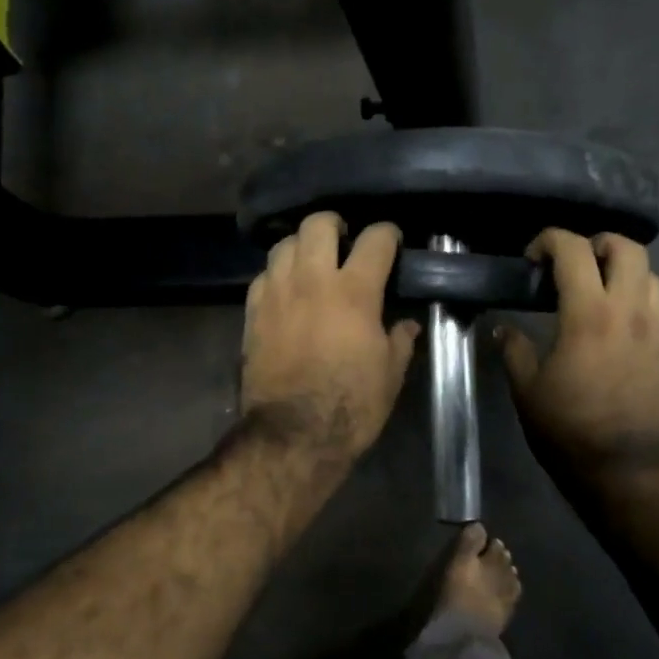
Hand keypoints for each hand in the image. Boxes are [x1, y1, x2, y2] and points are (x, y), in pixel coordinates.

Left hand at [241, 212, 420, 462]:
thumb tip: (407, 325)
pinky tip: (287, 289)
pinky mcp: (252, 312)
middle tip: (345, 239)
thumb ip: (400, 341)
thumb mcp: (390, 375)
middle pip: (318, 224)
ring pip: (284, 243)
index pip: (375, 239)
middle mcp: (312, 280)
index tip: (392, 242)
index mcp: (355, 291)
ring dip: (302, 245)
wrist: (293, 434)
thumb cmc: (351, 405)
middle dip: (335, 224)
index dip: (388, 234)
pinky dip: (278, 273)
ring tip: (312, 260)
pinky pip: (263, 275)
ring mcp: (277, 293)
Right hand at [497, 230, 658, 482]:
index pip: (574, 250)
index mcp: (589, 314)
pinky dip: (639, 302)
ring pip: (651, 275)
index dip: (549, 241)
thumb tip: (503, 330)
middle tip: (574, 264)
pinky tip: (620, 327)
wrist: (626, 470)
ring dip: (624, 272)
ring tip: (600, 292)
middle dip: (597, 244)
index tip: (533, 258)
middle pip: (627, 247)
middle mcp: (631, 311)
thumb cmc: (568, 429)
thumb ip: (514, 350)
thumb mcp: (527, 390)